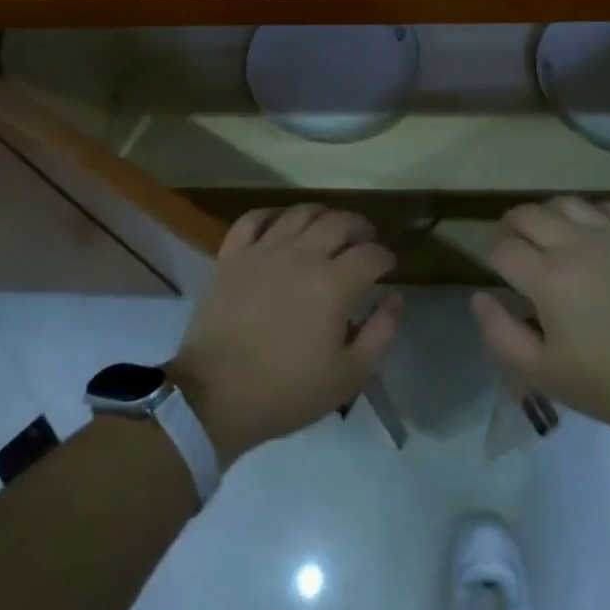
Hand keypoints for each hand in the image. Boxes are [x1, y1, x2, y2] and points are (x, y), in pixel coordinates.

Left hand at [170, 204, 401, 469]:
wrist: (214, 396)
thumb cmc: (287, 390)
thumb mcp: (348, 375)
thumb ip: (380, 332)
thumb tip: (395, 297)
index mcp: (334, 284)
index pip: (371, 254)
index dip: (385, 256)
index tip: (389, 265)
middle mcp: (302, 255)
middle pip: (340, 222)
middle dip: (360, 227)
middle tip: (364, 241)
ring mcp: (264, 250)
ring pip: (300, 212)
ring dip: (323, 215)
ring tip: (328, 228)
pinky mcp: (232, 255)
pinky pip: (253, 219)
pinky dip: (272, 215)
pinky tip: (281, 225)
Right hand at [471, 197, 609, 438]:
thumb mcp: (547, 375)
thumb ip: (501, 335)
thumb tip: (478, 298)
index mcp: (547, 277)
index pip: (502, 248)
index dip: (493, 257)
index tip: (500, 273)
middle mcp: (576, 243)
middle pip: (528, 214)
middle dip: (513, 226)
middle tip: (518, 246)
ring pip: (567, 202)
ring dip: (550, 215)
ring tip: (554, 235)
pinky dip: (594, 213)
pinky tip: (597, 233)